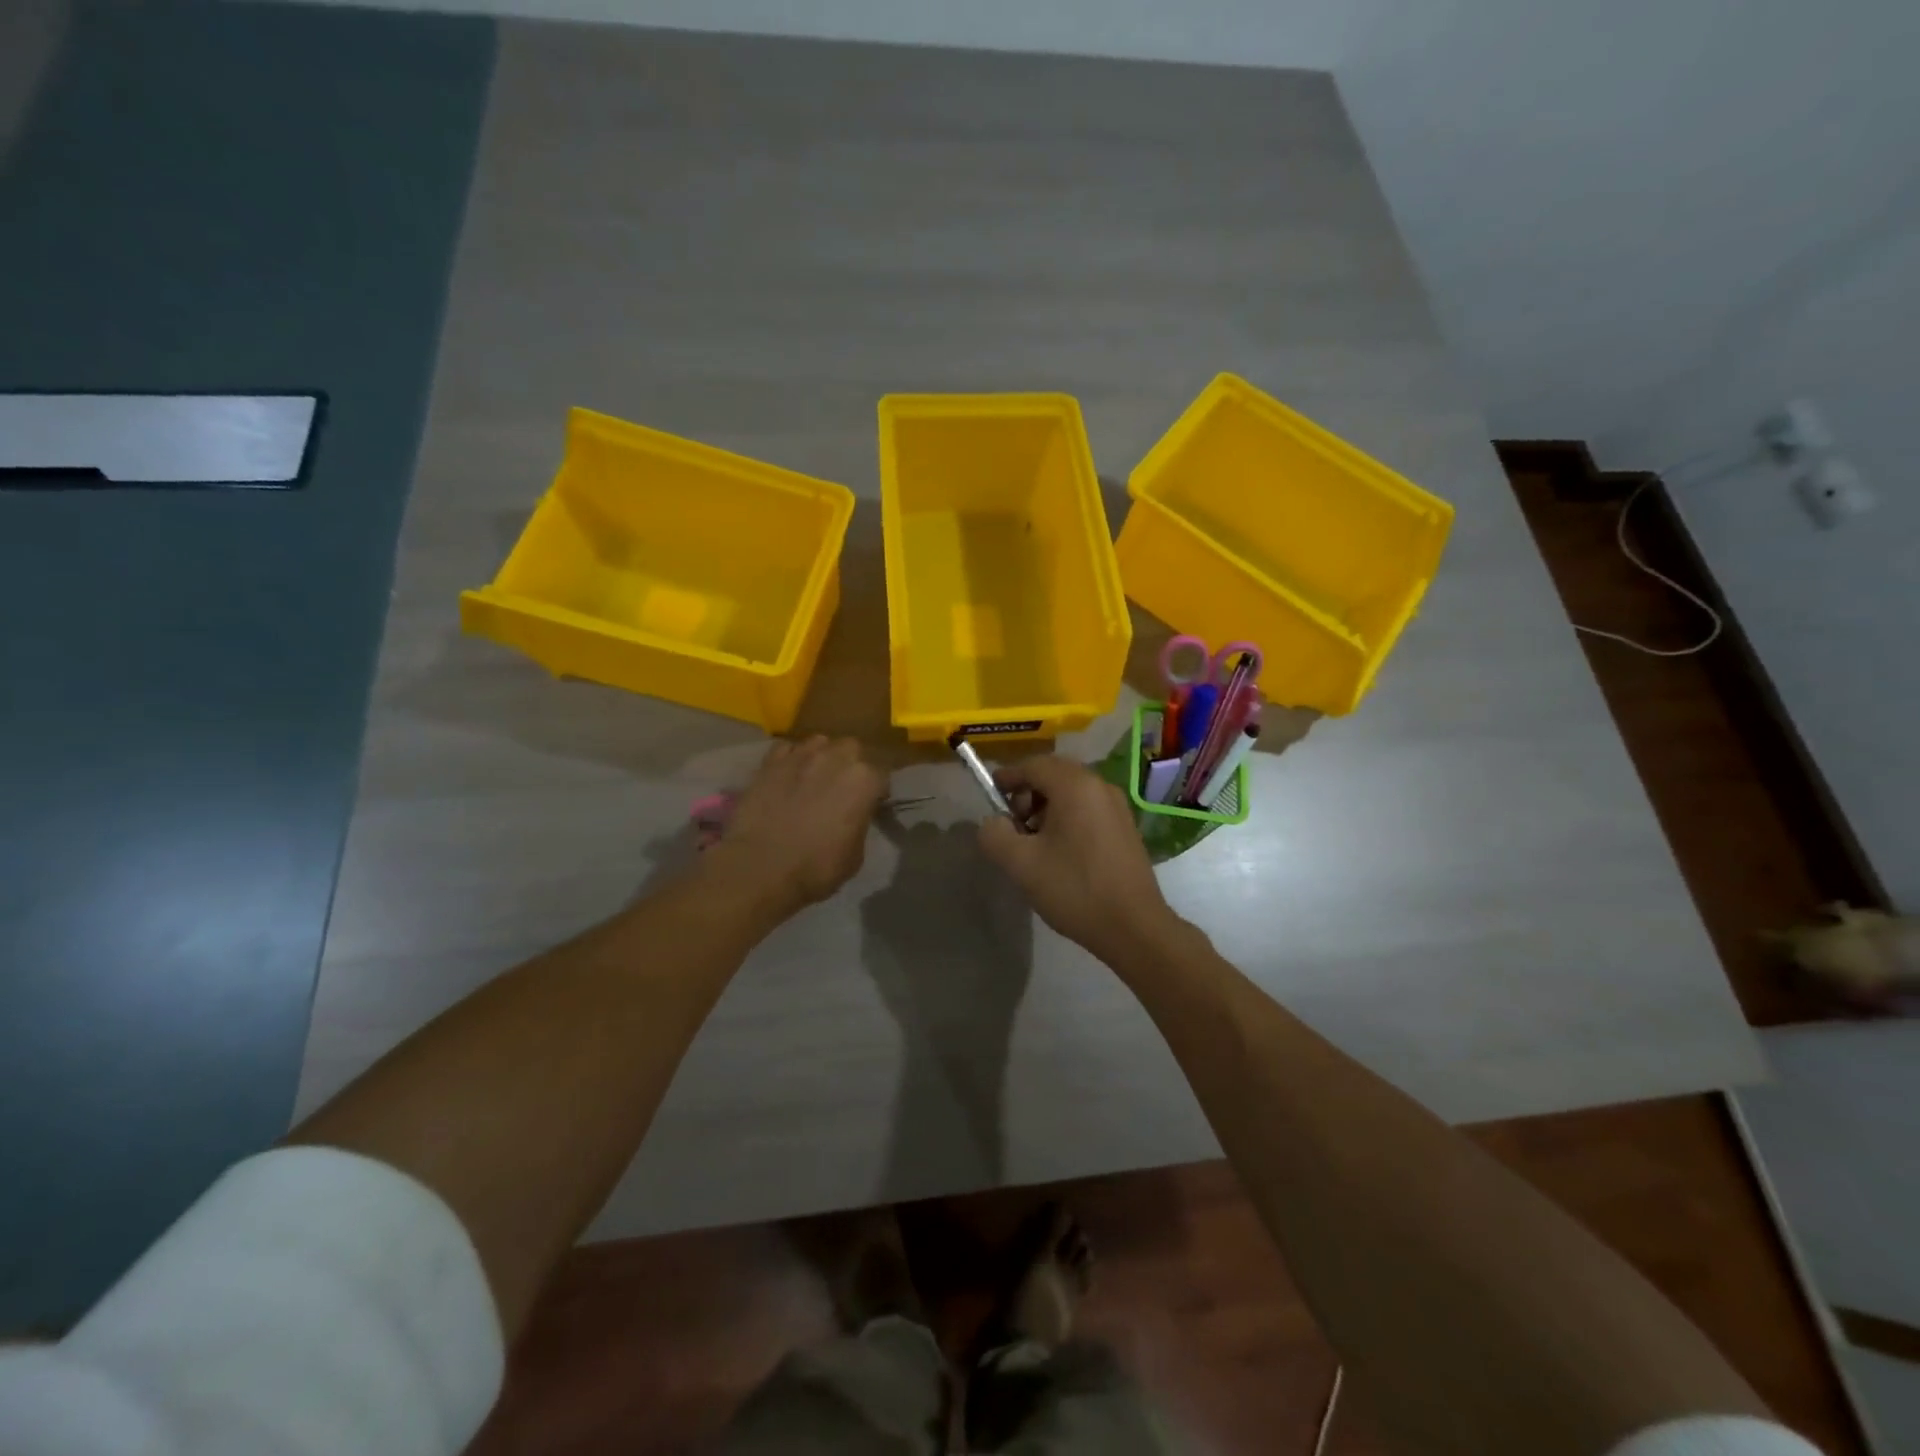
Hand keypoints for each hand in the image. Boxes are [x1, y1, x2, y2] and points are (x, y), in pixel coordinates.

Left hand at [714, 737, 886, 916]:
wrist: (761, 868)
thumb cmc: (817, 867)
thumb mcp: (855, 854)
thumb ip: (860, 822)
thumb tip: (854, 815)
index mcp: (864, 780)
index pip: (882, 774)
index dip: (877, 791)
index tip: (871, 804)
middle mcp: (836, 757)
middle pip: (852, 749)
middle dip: (851, 764)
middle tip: (843, 787)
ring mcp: (801, 755)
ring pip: (820, 742)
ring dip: (823, 756)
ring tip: (815, 775)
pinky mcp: (770, 762)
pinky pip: (787, 748)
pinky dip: (791, 758)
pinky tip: (788, 774)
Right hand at [977, 755, 1178, 960]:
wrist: (1134, 927)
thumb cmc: (1075, 889)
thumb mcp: (1021, 864)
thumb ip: (994, 835)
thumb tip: (994, 822)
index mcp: (1075, 786)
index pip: (1033, 765)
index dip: (1007, 777)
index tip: (991, 797)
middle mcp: (1099, 786)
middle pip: (1053, 775)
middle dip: (1027, 794)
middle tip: (1013, 827)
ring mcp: (1117, 806)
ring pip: (1071, 792)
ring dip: (1046, 808)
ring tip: (1034, 844)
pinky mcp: (1125, 827)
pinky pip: (1087, 808)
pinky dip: (1067, 818)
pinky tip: (1060, 853)